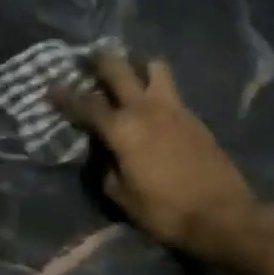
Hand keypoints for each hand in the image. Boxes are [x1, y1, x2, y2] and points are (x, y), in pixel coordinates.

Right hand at [54, 53, 263, 261]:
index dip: (65, 96)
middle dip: (100, 60)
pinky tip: (153, 104)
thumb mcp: (122, 197)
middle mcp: (145, 109)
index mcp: (122, 129)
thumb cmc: (165, 210)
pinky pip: (171, 91)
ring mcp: (174, 108)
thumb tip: (103, 155)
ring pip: (154, 67)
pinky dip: (157, 89)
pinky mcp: (194, 117)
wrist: (222, 215)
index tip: (50, 86)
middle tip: (90, 58)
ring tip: (130, 73)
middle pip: (119, 68)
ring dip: (138, 65)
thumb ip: (106, 169)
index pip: (86, 105)